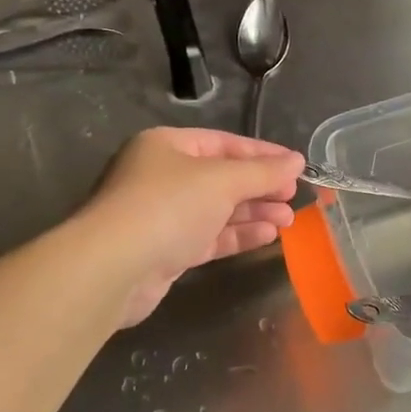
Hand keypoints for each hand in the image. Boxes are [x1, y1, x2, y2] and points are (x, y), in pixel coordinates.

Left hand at [79, 127, 304, 327]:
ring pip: (216, 209)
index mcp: (167, 146)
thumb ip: (263, 172)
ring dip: (253, 213)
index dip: (262, 154)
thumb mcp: (222, 181)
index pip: (223, 143)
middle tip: (293, 197)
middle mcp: (162, 176)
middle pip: (221, 177)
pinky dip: (237, 234)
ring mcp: (161, 215)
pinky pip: (208, 236)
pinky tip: (267, 236)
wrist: (113, 268)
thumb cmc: (168, 206)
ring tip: (288, 220)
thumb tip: (297, 161)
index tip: (295, 166)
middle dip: (259, 188)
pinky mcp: (165, 251)